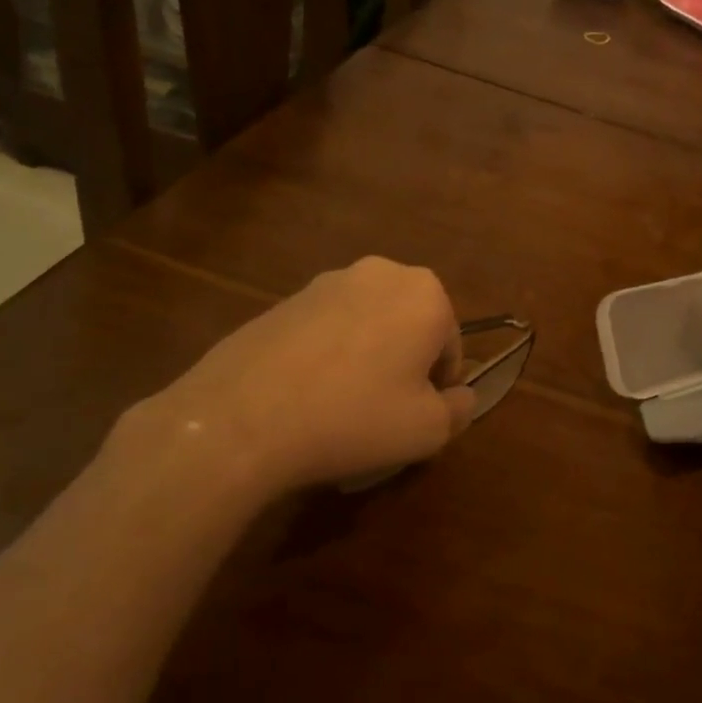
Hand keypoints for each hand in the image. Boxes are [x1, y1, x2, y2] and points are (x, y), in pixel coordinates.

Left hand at [122, 257, 476, 497]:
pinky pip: (325, 330)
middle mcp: (381, 272)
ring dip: (366, 358)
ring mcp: (326, 281)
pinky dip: (327, 356)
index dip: (438, 388)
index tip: (414, 418)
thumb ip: (459, 409)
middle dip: (403, 365)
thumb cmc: (354, 417)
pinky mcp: (284, 298)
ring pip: (367, 326)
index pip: (450, 347)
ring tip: (339, 407)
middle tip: (382, 412)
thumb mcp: (428, 430)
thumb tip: (459, 397)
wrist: (241, 418)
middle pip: (409, 328)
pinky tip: (305, 396)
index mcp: (425, 293)